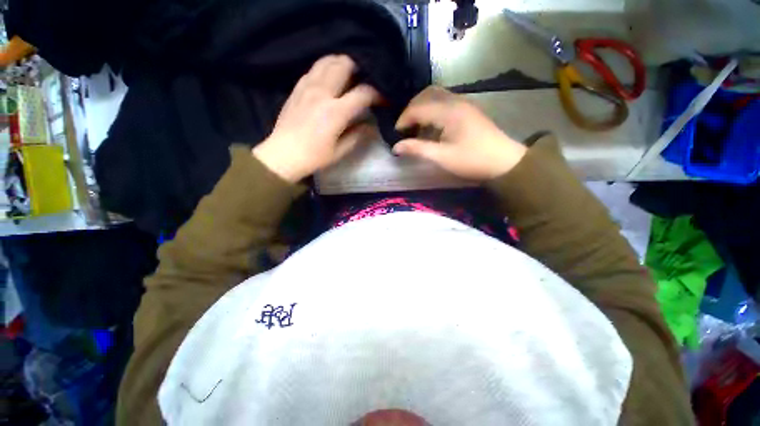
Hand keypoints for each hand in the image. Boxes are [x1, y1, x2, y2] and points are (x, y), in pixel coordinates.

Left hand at [253, 55, 380, 181]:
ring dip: (342, 64)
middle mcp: (322, 93)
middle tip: (365, 82)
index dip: (378, 94)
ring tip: (349, 77)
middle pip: (344, 65)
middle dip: (359, 70)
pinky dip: (326, 69)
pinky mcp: (297, 88)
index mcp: (335, 112)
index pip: (363, 93)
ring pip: (327, 61)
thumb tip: (371, 125)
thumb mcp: (340, 151)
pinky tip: (330, 80)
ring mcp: (307, 87)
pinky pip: (314, 68)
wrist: (283, 155)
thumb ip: (358, 135)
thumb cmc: (314, 157)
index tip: (384, 100)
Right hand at [393, 86, 526, 180]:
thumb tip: (395, 147)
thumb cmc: (472, 160)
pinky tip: (431, 126)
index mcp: (448, 111)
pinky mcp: (467, 109)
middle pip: (426, 94)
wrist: (504, 161)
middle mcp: (455, 101)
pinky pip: (444, 102)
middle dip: (411, 110)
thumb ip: (417, 149)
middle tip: (404, 128)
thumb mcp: (442, 157)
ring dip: (421, 108)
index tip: (396, 134)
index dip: (403, 120)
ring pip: (435, 96)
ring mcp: (463, 103)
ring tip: (415, 127)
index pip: (418, 107)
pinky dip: (432, 110)